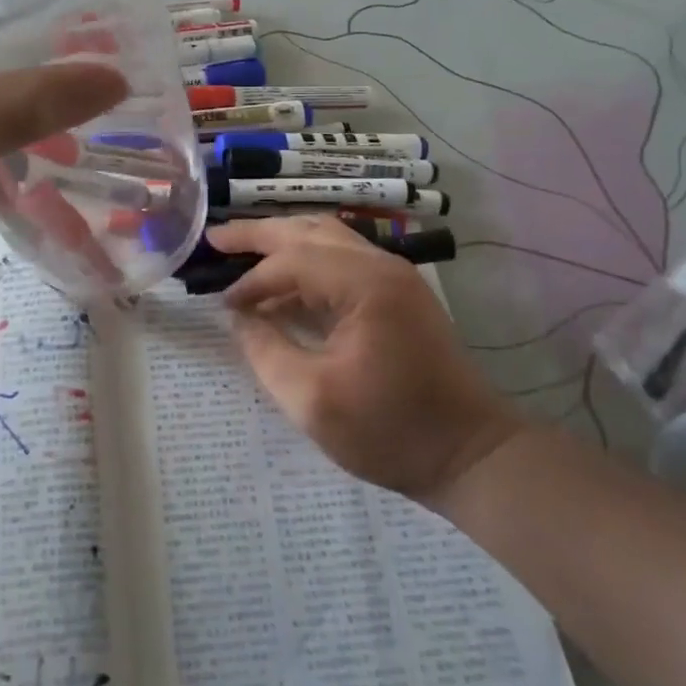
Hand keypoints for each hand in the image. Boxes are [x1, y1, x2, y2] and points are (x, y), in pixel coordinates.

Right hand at [207, 217, 521, 504]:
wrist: (470, 453)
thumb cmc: (390, 431)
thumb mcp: (311, 400)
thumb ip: (266, 351)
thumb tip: (239, 318)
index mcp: (364, 284)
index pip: (292, 261)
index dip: (251, 281)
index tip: (222, 305)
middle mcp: (382, 265)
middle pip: (309, 231)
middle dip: (258, 234)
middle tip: (215, 239)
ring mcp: (395, 276)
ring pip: (327, 238)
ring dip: (284, 242)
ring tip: (242, 249)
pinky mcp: (400, 294)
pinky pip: (343, 260)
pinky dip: (307, 263)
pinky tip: (285, 284)